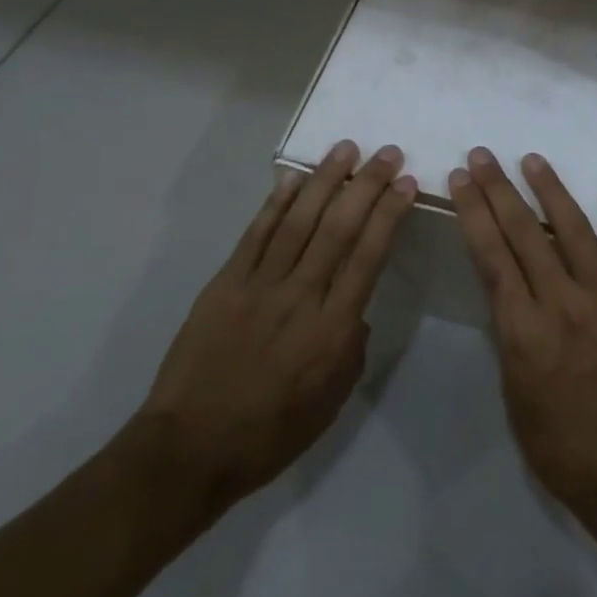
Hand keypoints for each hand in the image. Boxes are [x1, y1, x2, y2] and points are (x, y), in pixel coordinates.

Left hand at [133, 140, 415, 522]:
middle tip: (387, 153)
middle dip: (366, 185)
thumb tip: (354, 307)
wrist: (190, 448)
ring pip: (299, 220)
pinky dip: (276, 203)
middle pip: (339, 228)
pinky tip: (293, 179)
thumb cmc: (270, 433)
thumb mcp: (331, 401)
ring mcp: (260, 285)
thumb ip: (351, 346)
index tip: (406, 183)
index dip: (389, 214)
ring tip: (346, 149)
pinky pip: (256, 234)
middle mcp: (301, 296)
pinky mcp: (226, 283)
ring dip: (325, 180)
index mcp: (332, 329)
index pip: (368, 256)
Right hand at [451, 148, 596, 536]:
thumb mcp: (513, 388)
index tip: (461, 179)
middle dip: (499, 189)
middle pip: (524, 233)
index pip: (492, 255)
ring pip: (577, 231)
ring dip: (552, 191)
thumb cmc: (558, 442)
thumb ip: (510, 329)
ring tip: (533, 160)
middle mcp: (564, 304)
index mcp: (524, 329)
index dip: (473, 212)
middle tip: (483, 156)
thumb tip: (507, 285)